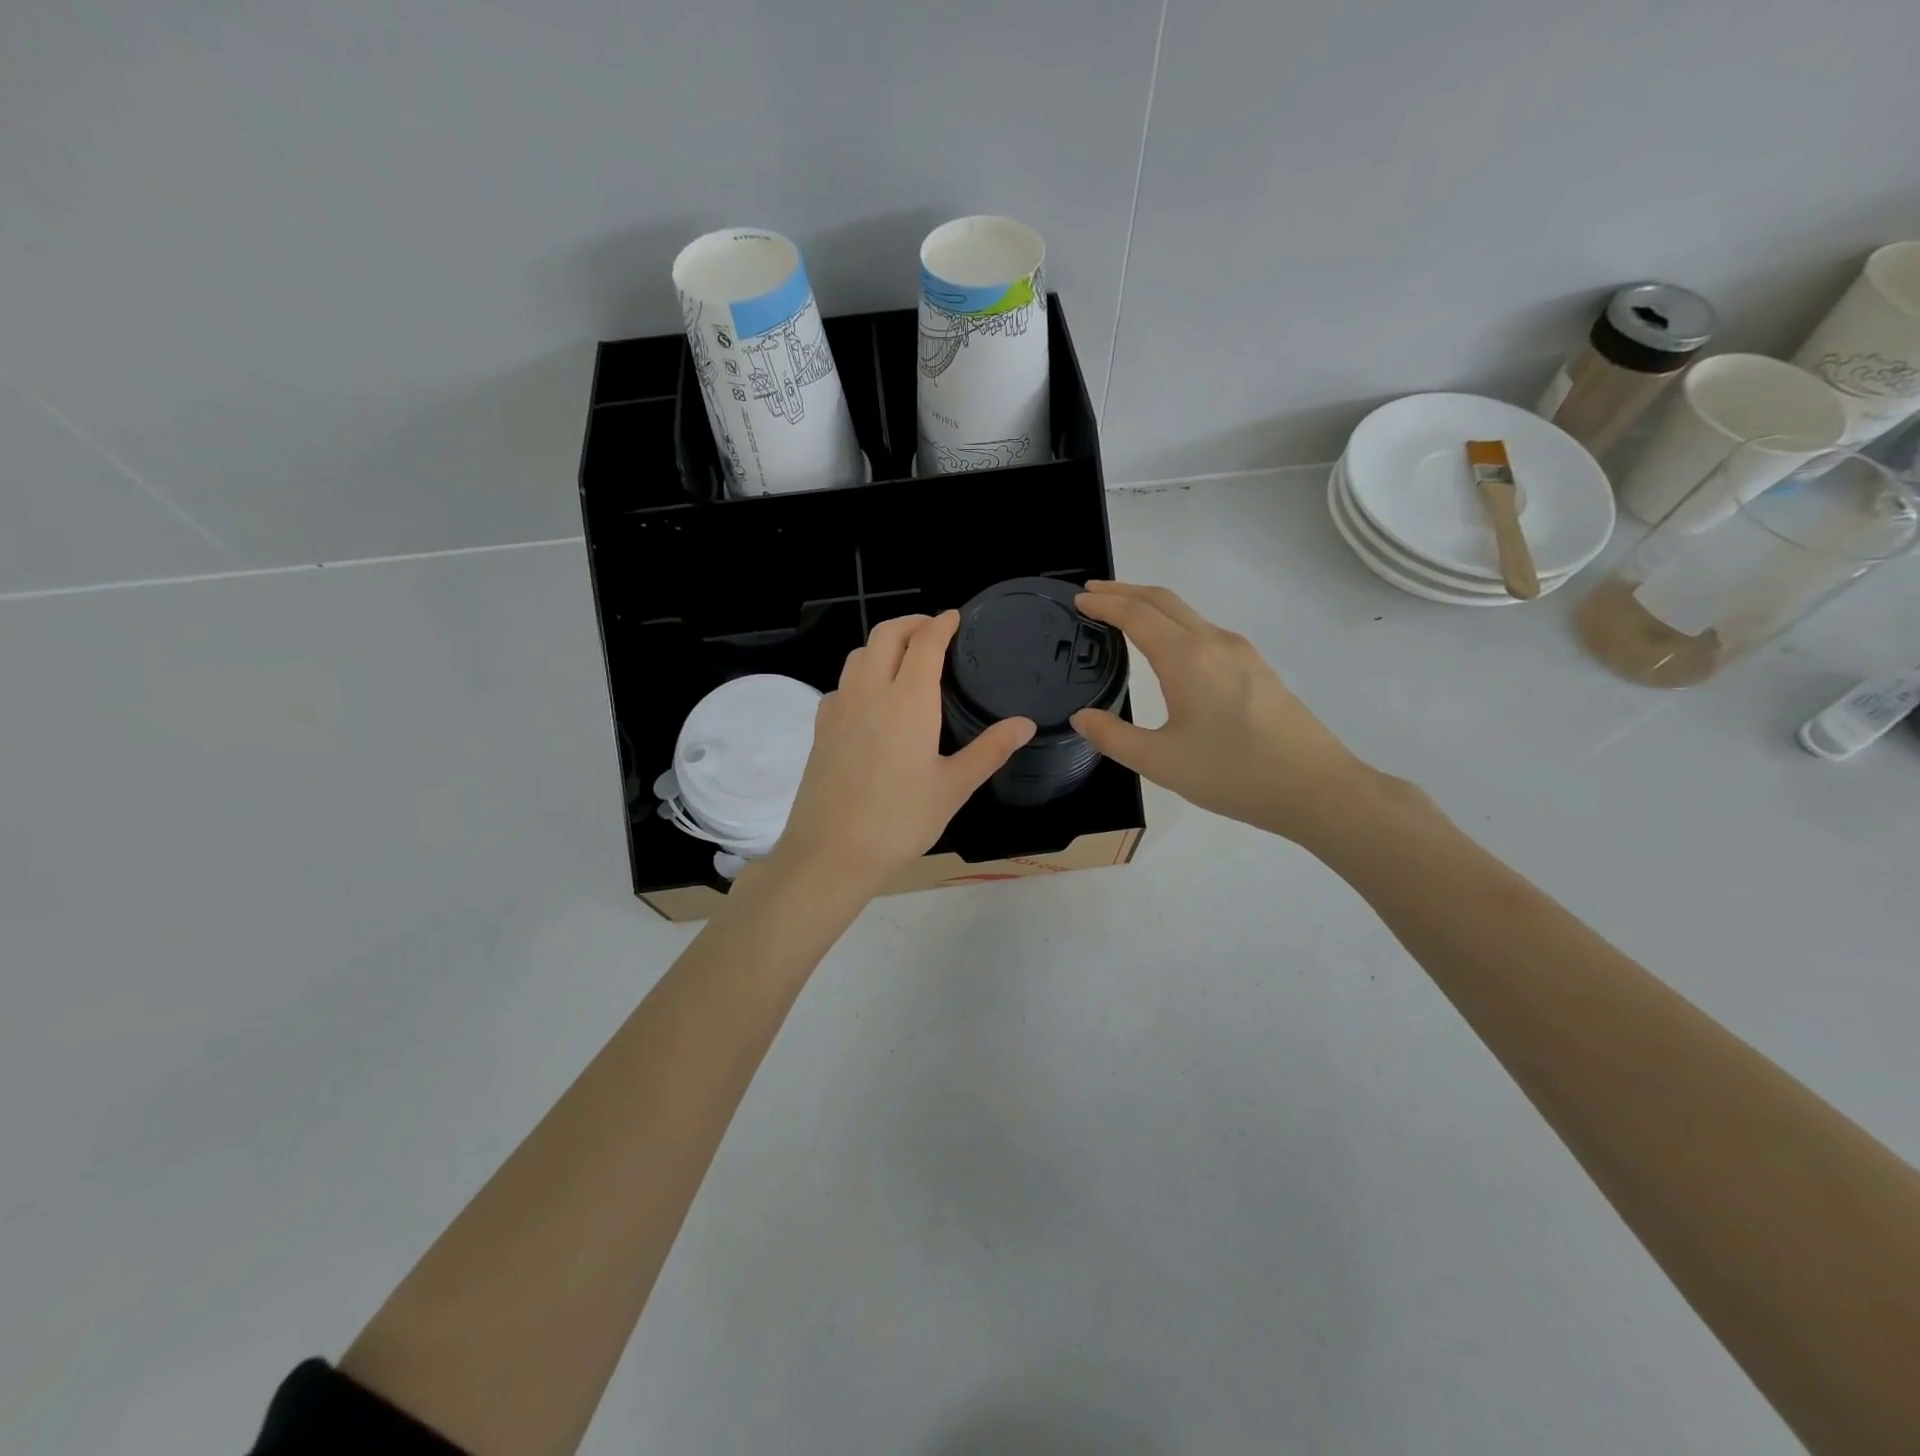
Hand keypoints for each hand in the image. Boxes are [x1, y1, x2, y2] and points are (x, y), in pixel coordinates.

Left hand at [772, 612, 1034, 890]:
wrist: (832, 851)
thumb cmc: (901, 820)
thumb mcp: (954, 787)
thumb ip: (990, 750)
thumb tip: (1025, 724)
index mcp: (908, 701)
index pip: (925, 643)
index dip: (941, 624)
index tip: (955, 617)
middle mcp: (870, 692)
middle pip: (886, 634)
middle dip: (911, 622)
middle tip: (933, 631)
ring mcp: (839, 707)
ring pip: (859, 654)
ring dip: (884, 644)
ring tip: (904, 658)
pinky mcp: (821, 727)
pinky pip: (842, 683)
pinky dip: (862, 673)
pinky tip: (873, 700)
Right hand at [1069, 581, 1375, 843]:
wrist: (1316, 787)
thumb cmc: (1233, 774)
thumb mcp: (1161, 762)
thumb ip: (1113, 737)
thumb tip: (1082, 717)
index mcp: (1187, 658)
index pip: (1137, 615)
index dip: (1104, 604)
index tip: (1078, 600)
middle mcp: (1214, 642)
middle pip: (1163, 600)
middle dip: (1124, 591)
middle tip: (1092, 594)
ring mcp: (1241, 652)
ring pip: (1187, 613)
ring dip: (1150, 605)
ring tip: (1122, 615)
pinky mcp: (1257, 667)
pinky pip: (1205, 630)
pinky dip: (1174, 623)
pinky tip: (1167, 647)